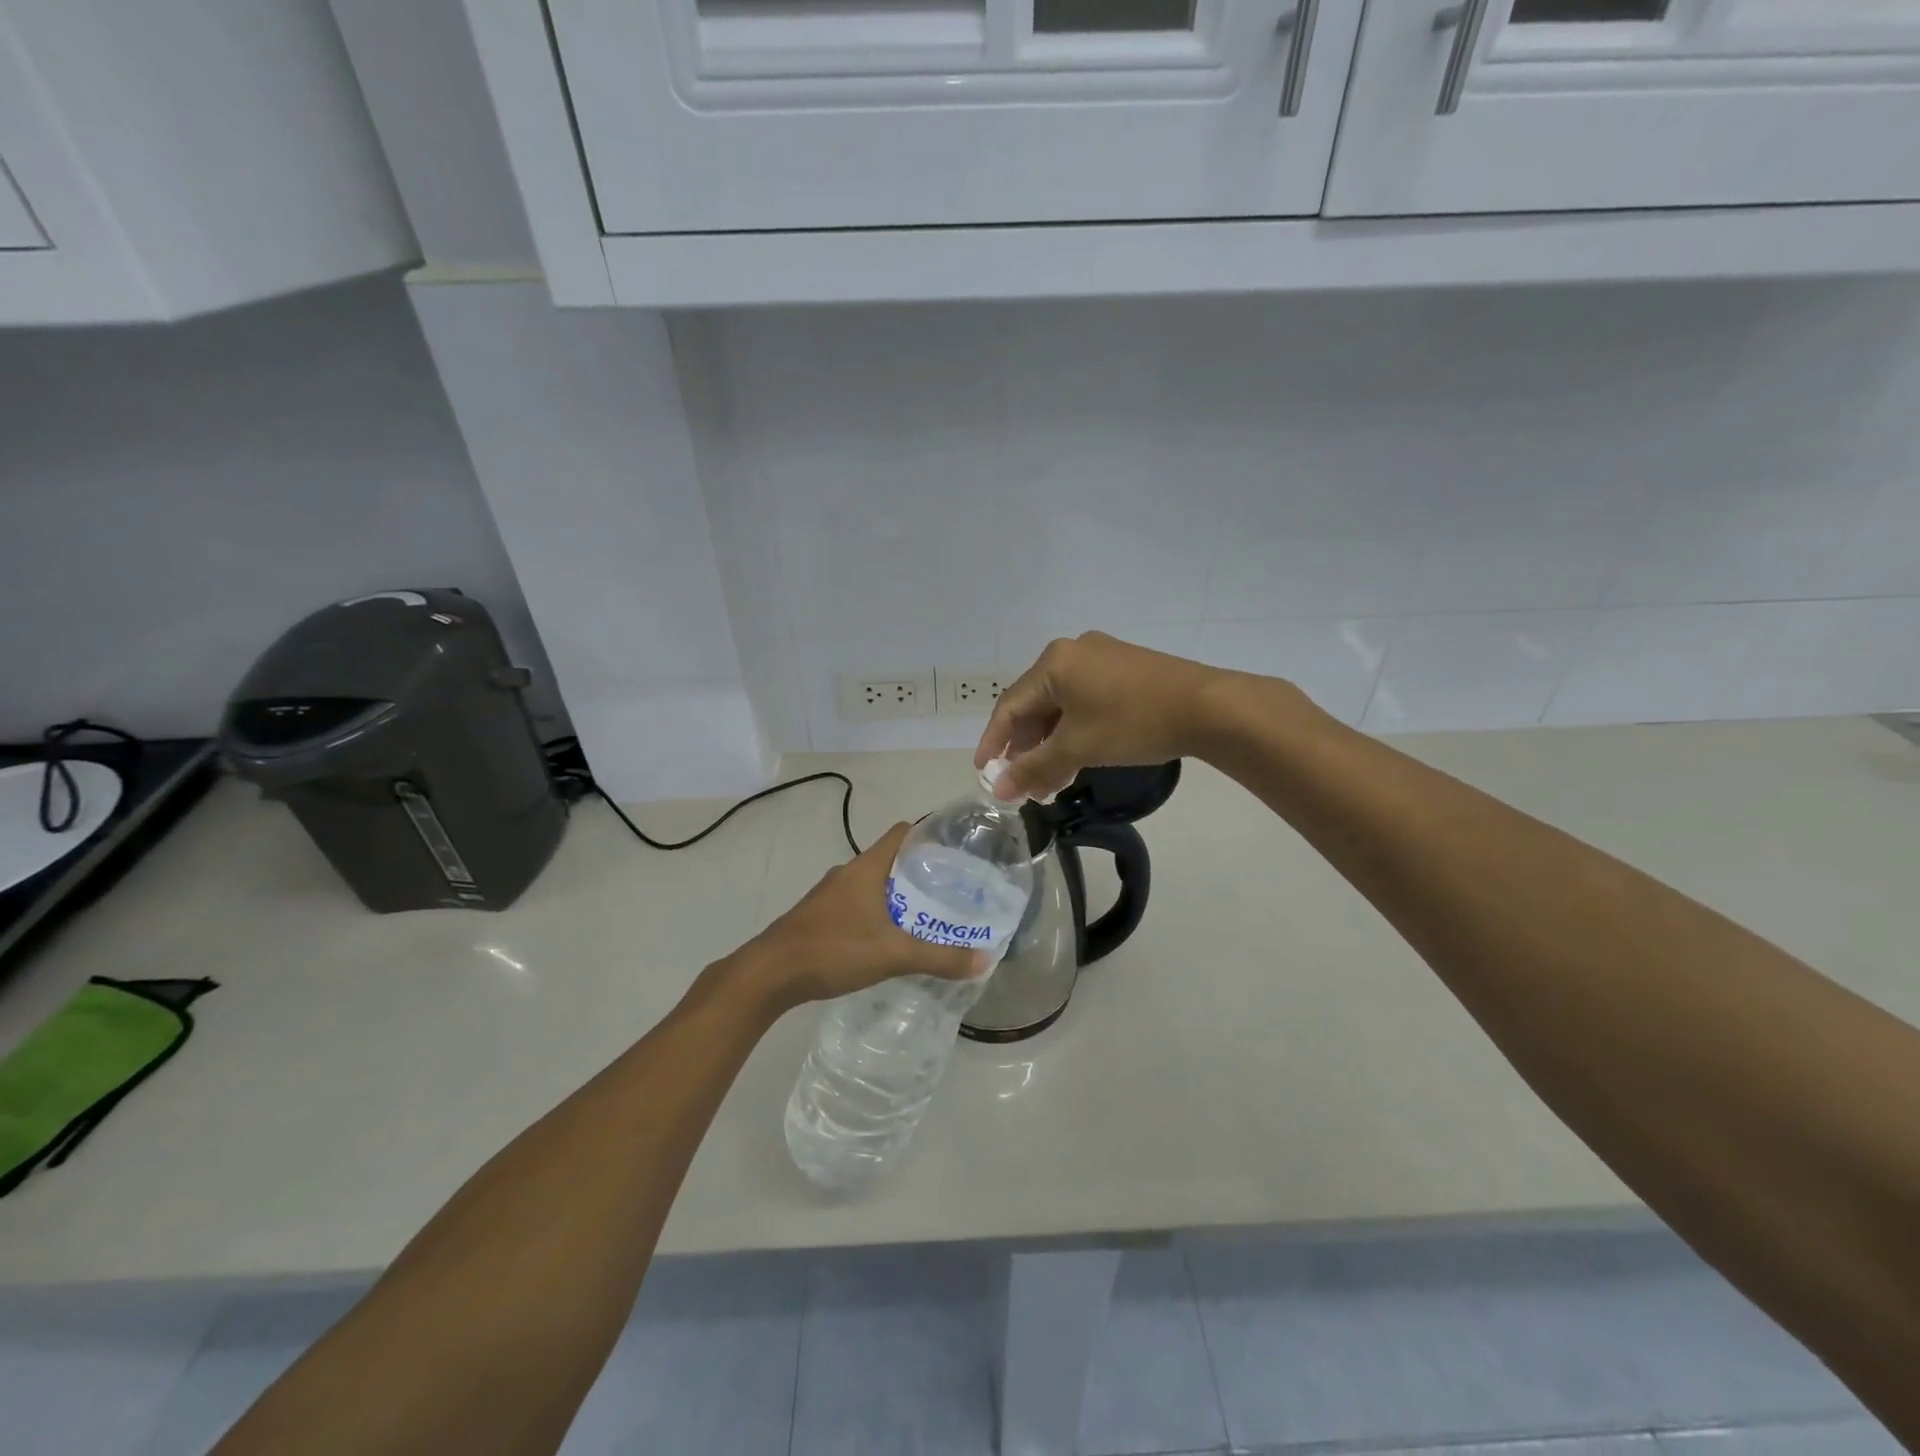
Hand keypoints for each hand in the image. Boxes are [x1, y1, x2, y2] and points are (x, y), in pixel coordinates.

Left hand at [731, 822, 987, 1012]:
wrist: (769, 974)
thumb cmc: (833, 949)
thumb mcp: (893, 955)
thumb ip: (939, 957)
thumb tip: (983, 959)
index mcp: (866, 868)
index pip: (901, 833)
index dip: (928, 835)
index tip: (955, 852)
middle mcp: (847, 874)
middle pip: (890, 861)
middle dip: (919, 873)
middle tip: (950, 892)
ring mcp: (829, 895)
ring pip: (872, 885)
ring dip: (897, 897)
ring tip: (926, 917)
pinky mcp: (818, 917)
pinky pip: (856, 905)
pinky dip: (876, 914)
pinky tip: (888, 940)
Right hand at [974, 632, 1224, 801]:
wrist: (1207, 707)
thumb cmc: (1133, 722)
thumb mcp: (1078, 748)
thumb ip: (1035, 768)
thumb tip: (1000, 790)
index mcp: (1054, 662)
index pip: (1010, 705)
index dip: (994, 741)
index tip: (984, 772)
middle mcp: (1072, 651)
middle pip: (1035, 704)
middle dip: (1026, 747)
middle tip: (1023, 782)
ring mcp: (1101, 657)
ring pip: (1061, 704)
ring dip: (1051, 742)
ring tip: (1050, 779)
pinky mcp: (1123, 668)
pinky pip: (1084, 699)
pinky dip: (1074, 729)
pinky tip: (1076, 756)